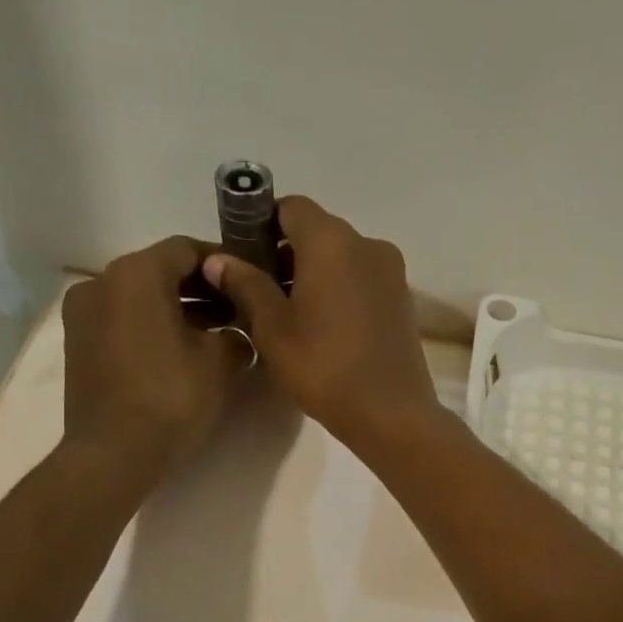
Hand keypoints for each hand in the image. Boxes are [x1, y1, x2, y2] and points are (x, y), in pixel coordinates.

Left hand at [61, 236, 247, 465]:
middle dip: (202, 289)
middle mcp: (102, 282)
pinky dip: (154, 327)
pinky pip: (124, 321)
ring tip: (216, 336)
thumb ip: (236, 335)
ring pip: (141, 298)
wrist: (114, 453)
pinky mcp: (80, 345)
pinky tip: (183, 353)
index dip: (223, 263)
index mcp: (136, 273)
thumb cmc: (171, 397)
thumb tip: (237, 336)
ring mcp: (84, 314)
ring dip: (179, 310)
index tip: (249, 281)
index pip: (186, 249)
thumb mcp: (220, 362)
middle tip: (239, 311)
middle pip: (161, 272)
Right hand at [201, 197, 438, 446]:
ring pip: (342, 258)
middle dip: (286, 253)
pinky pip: (363, 281)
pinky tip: (324, 328)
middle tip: (260, 292)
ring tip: (290, 315)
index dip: (261, 224)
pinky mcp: (403, 302)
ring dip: (314, 275)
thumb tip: (219, 259)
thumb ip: (245, 285)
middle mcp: (368, 244)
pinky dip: (340, 291)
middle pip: (318, 232)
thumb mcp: (273, 328)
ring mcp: (392, 274)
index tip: (243, 256)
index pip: (290, 207)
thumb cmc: (323, 367)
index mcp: (332, 240)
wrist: (391, 414)